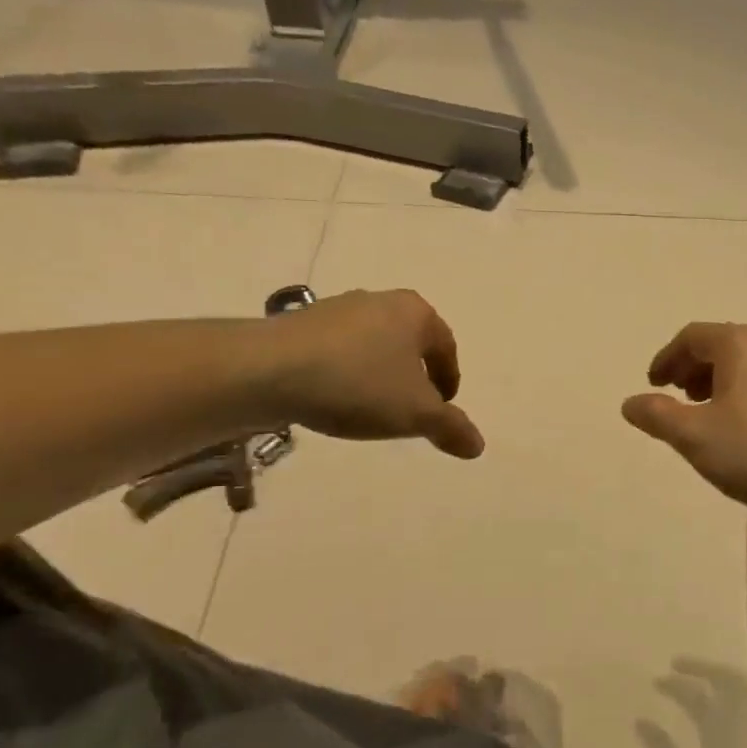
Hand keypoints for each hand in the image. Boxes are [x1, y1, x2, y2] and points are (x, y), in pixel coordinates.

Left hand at [254, 290, 483, 459]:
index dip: (449, 380)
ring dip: (378, 375)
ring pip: (373, 346)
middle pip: (409, 343)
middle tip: (409, 410)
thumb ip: (451, 428)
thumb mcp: (415, 413)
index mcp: (415, 313)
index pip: (446, 347)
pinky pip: (338, 351)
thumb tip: (478, 446)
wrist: (267, 370)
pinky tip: (333, 399)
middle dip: (413, 376)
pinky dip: (345, 374)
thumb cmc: (358, 384)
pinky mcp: (300, 324)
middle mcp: (380, 301)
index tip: (441, 409)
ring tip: (369, 409)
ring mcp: (337, 309)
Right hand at [621, 323, 746, 517]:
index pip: (693, 336)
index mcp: (741, 344)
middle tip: (673, 395)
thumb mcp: (692, 434)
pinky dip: (738, 392)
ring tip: (700, 412)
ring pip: (742, 364)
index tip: (652, 385)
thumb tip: (630, 404)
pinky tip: (733, 426)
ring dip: (713, 381)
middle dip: (690, 367)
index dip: (666, 358)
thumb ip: (656, 415)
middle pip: (719, 345)